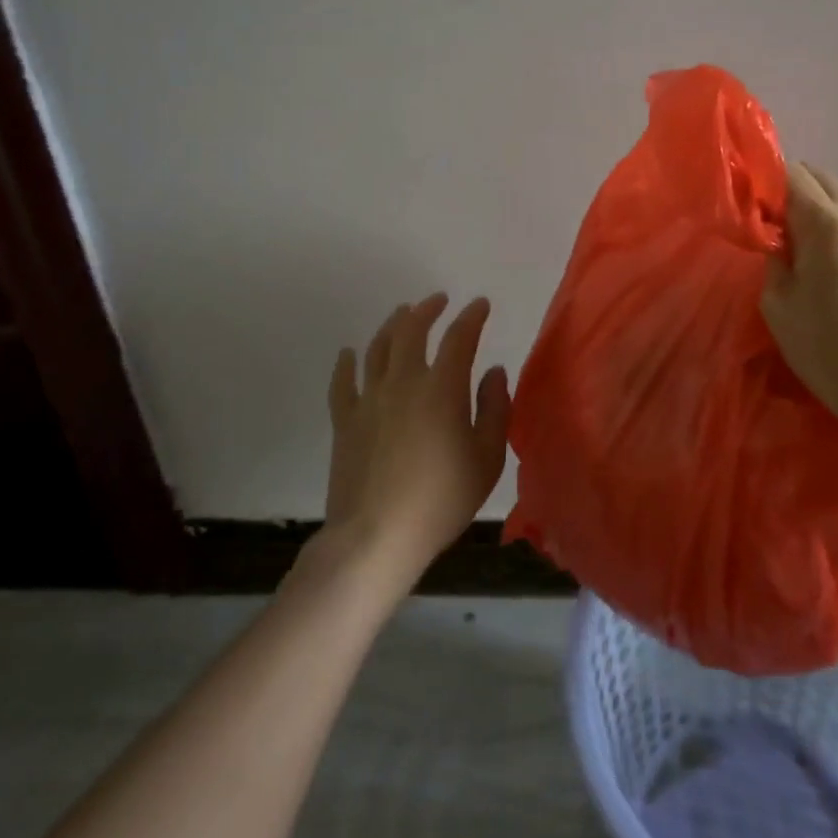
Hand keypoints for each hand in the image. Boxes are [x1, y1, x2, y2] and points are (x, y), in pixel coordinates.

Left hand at [324, 294, 511, 585]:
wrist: (376, 537)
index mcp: (442, 388)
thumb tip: (494, 371)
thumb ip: (495, 409)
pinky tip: (349, 353)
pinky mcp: (345, 421)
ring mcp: (369, 399)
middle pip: (412, 330)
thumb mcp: (487, 458)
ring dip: (393, 325)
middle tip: (438, 301)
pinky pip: (342, 382)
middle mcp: (404, 382)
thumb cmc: (441, 499)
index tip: (480, 305)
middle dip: (427, 309)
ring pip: (378, 347)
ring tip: (402, 314)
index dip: (471, 317)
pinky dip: (346, 363)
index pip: (459, 338)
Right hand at [761, 163, 837, 445]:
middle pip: (825, 181)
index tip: (763, 213)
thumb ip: (776, 259)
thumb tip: (784, 241)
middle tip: (790, 237)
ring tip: (833, 266)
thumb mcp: (778, 308)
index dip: (772, 186)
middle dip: (801, 198)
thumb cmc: (831, 353)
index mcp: (829, 226)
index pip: (793, 174)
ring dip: (835, 222)